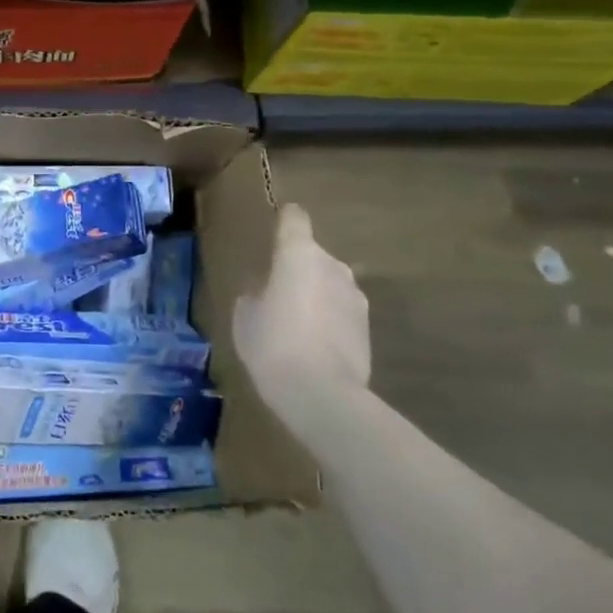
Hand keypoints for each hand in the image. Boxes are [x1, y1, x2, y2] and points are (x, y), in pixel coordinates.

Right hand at [233, 204, 370, 402]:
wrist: (322, 394)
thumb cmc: (273, 343)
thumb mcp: (245, 315)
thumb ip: (255, 293)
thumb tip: (264, 290)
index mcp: (298, 253)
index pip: (295, 218)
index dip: (285, 220)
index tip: (276, 228)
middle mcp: (333, 266)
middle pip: (312, 255)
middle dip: (298, 268)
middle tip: (277, 294)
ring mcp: (355, 297)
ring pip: (329, 284)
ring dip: (316, 295)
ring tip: (296, 324)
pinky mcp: (368, 327)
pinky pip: (341, 311)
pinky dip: (329, 320)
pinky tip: (314, 345)